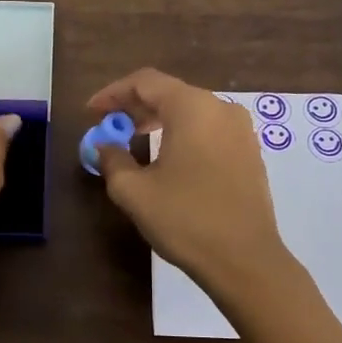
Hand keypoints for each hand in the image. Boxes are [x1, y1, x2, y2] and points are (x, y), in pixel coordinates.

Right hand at [88, 67, 341, 342]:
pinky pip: (209, 130)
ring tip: (135, 141)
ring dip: (159, 121)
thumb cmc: (185, 220)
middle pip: (170, 93)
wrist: (245, 260)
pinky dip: (183, 135)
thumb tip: (104, 146)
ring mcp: (241, 131)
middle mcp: (220, 109)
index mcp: (192, 108)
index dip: (113, 93)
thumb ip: (112, 160)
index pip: (145, 82)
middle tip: (110, 126)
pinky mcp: (250, 153)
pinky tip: (168, 159)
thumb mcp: (134, 192)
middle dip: (135, 107)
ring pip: (191, 112)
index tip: (91, 112)